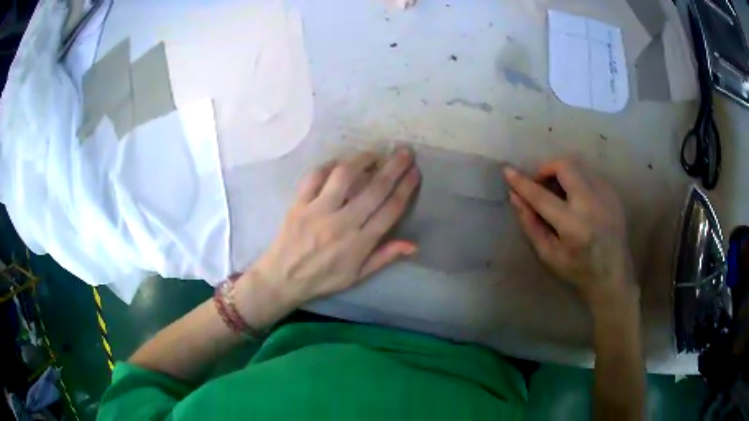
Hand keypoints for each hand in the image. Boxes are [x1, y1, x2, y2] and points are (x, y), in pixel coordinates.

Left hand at [238, 147, 420, 317]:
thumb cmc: (323, 278)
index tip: (415, 172)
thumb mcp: (358, 275)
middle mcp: (342, 223)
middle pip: (374, 188)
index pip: (390, 210)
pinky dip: (329, 165)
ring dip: (362, 159)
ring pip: (344, 175)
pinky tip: (339, 163)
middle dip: (394, 167)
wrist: (283, 278)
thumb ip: (385, 257)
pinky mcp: (299, 203)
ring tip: (374, 154)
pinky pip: (315, 176)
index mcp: (359, 243)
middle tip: (405, 152)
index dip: (406, 188)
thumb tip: (413, 244)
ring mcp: (318, 210)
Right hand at [503, 160, 636, 307]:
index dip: (522, 182)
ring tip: (560, 193)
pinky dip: (578, 181)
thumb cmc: (578, 271)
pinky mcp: (613, 194)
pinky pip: (590, 175)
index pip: (541, 196)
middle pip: (564, 166)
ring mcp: (606, 196)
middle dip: (546, 169)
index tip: (508, 171)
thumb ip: (531, 224)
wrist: (613, 276)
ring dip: (563, 174)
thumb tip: (515, 196)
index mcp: (573, 226)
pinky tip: (578, 200)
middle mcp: (591, 204)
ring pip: (578, 166)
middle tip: (541, 185)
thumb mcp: (549, 255)